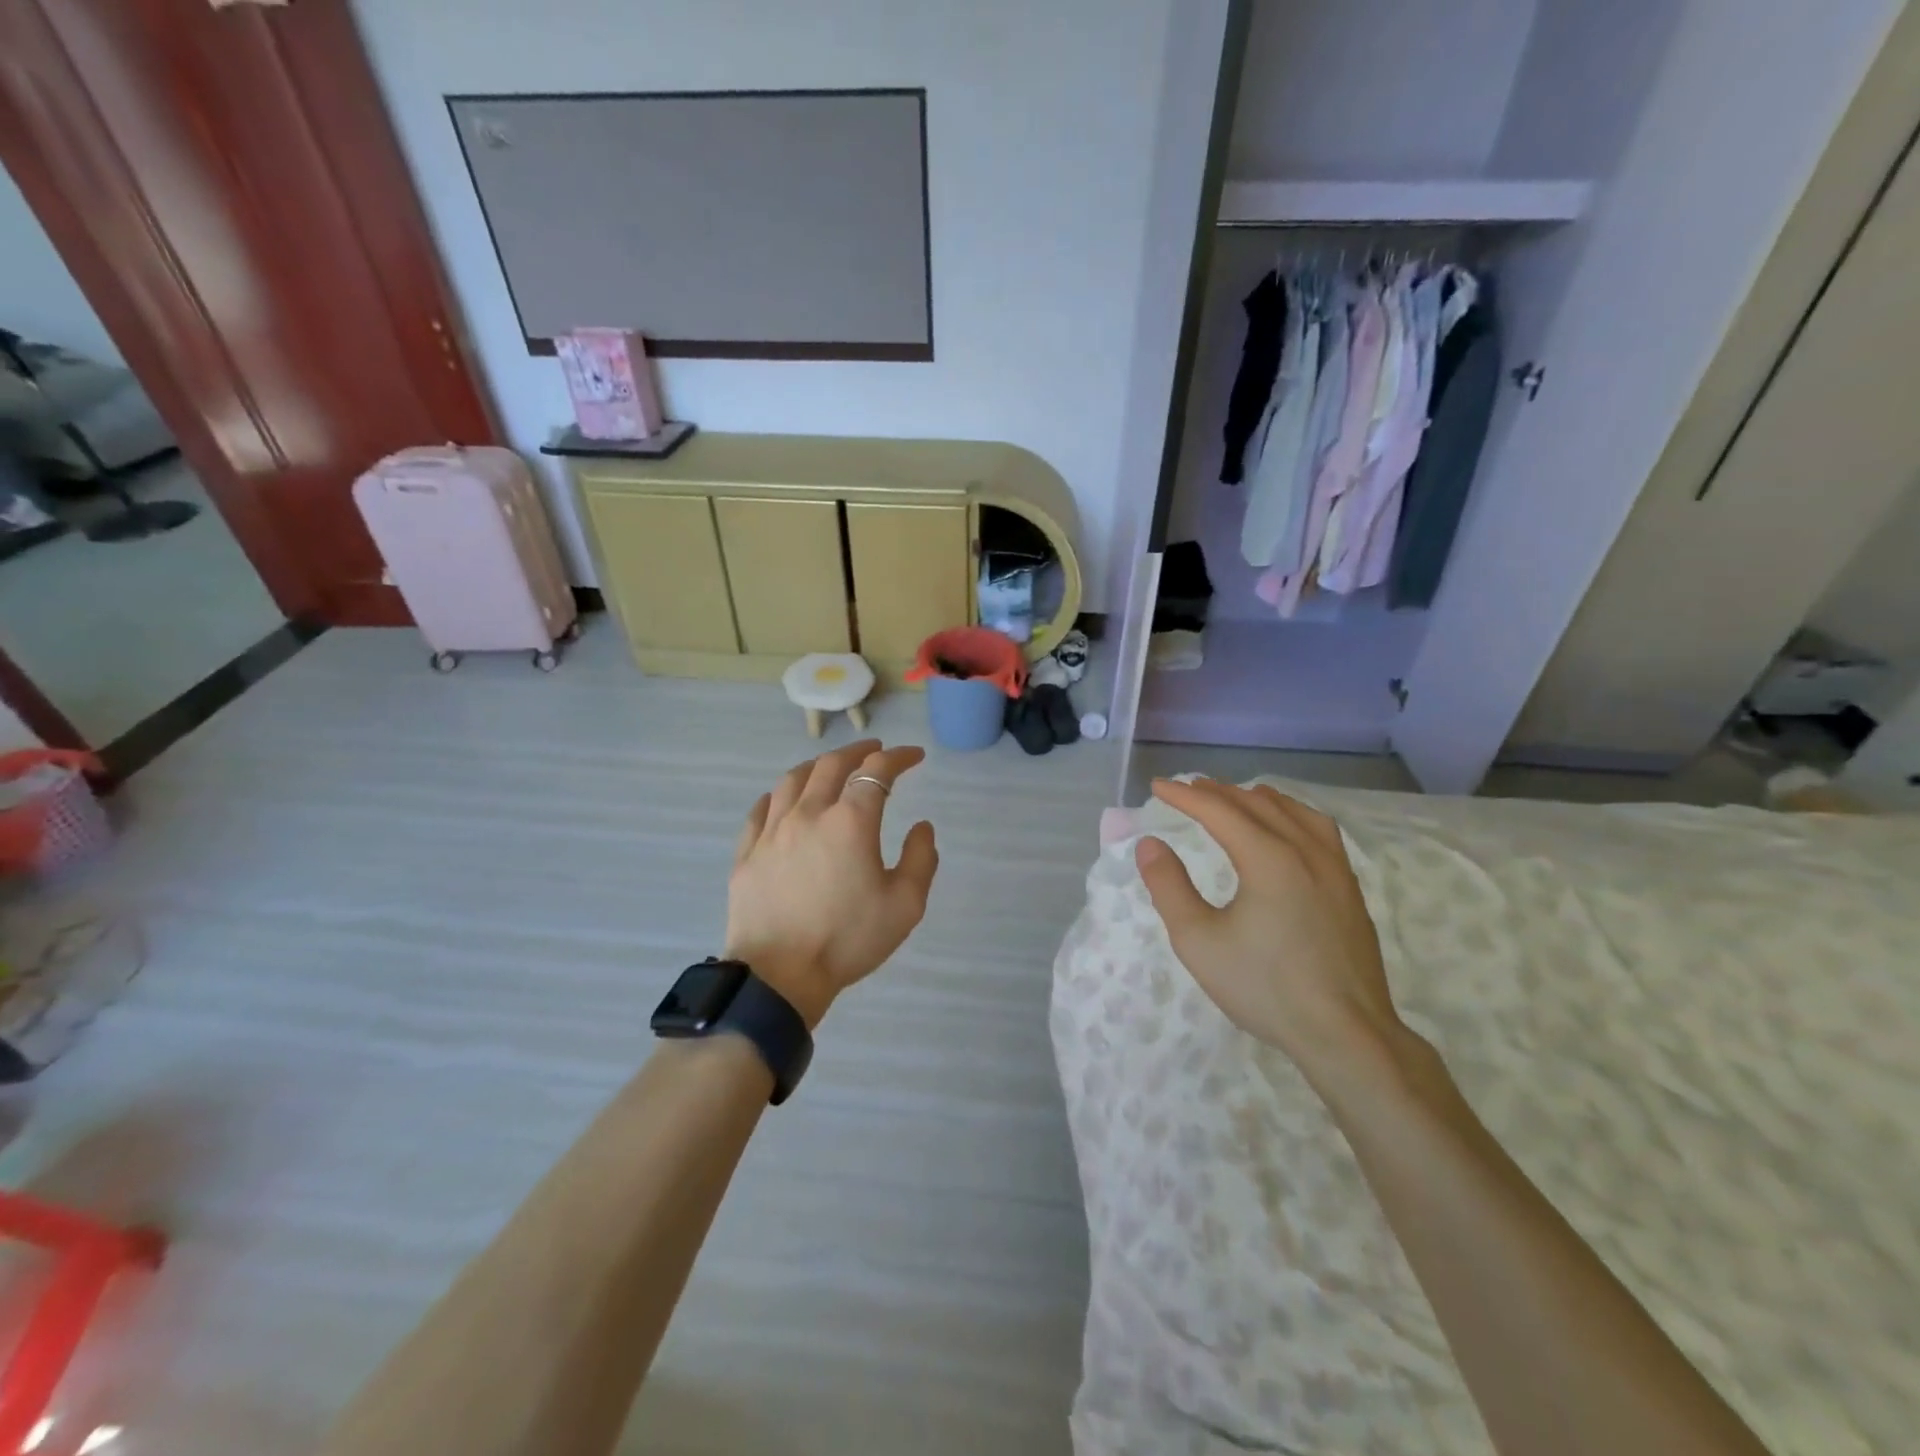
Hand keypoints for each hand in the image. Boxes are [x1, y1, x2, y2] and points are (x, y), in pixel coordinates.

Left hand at [725, 740, 939, 1028]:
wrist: (779, 976)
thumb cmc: (847, 940)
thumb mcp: (905, 905)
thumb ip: (921, 859)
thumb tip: (921, 827)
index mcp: (850, 822)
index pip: (877, 772)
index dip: (898, 758)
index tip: (914, 756)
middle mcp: (809, 814)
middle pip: (832, 765)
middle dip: (858, 751)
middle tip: (875, 750)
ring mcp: (772, 831)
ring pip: (793, 780)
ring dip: (818, 766)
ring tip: (830, 767)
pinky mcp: (747, 853)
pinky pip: (761, 810)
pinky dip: (779, 795)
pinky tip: (784, 799)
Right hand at [1135, 778, 1403, 1071]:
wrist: (1345, 1033)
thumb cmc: (1264, 987)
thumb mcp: (1198, 941)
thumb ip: (1169, 887)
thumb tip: (1150, 845)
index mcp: (1269, 858)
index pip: (1219, 810)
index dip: (1185, 796)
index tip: (1157, 786)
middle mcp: (1305, 850)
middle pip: (1256, 803)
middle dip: (1217, 792)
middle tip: (1187, 789)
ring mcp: (1335, 867)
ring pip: (1293, 811)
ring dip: (1255, 798)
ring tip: (1233, 798)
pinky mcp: (1349, 888)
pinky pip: (1318, 829)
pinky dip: (1290, 814)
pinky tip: (1286, 829)